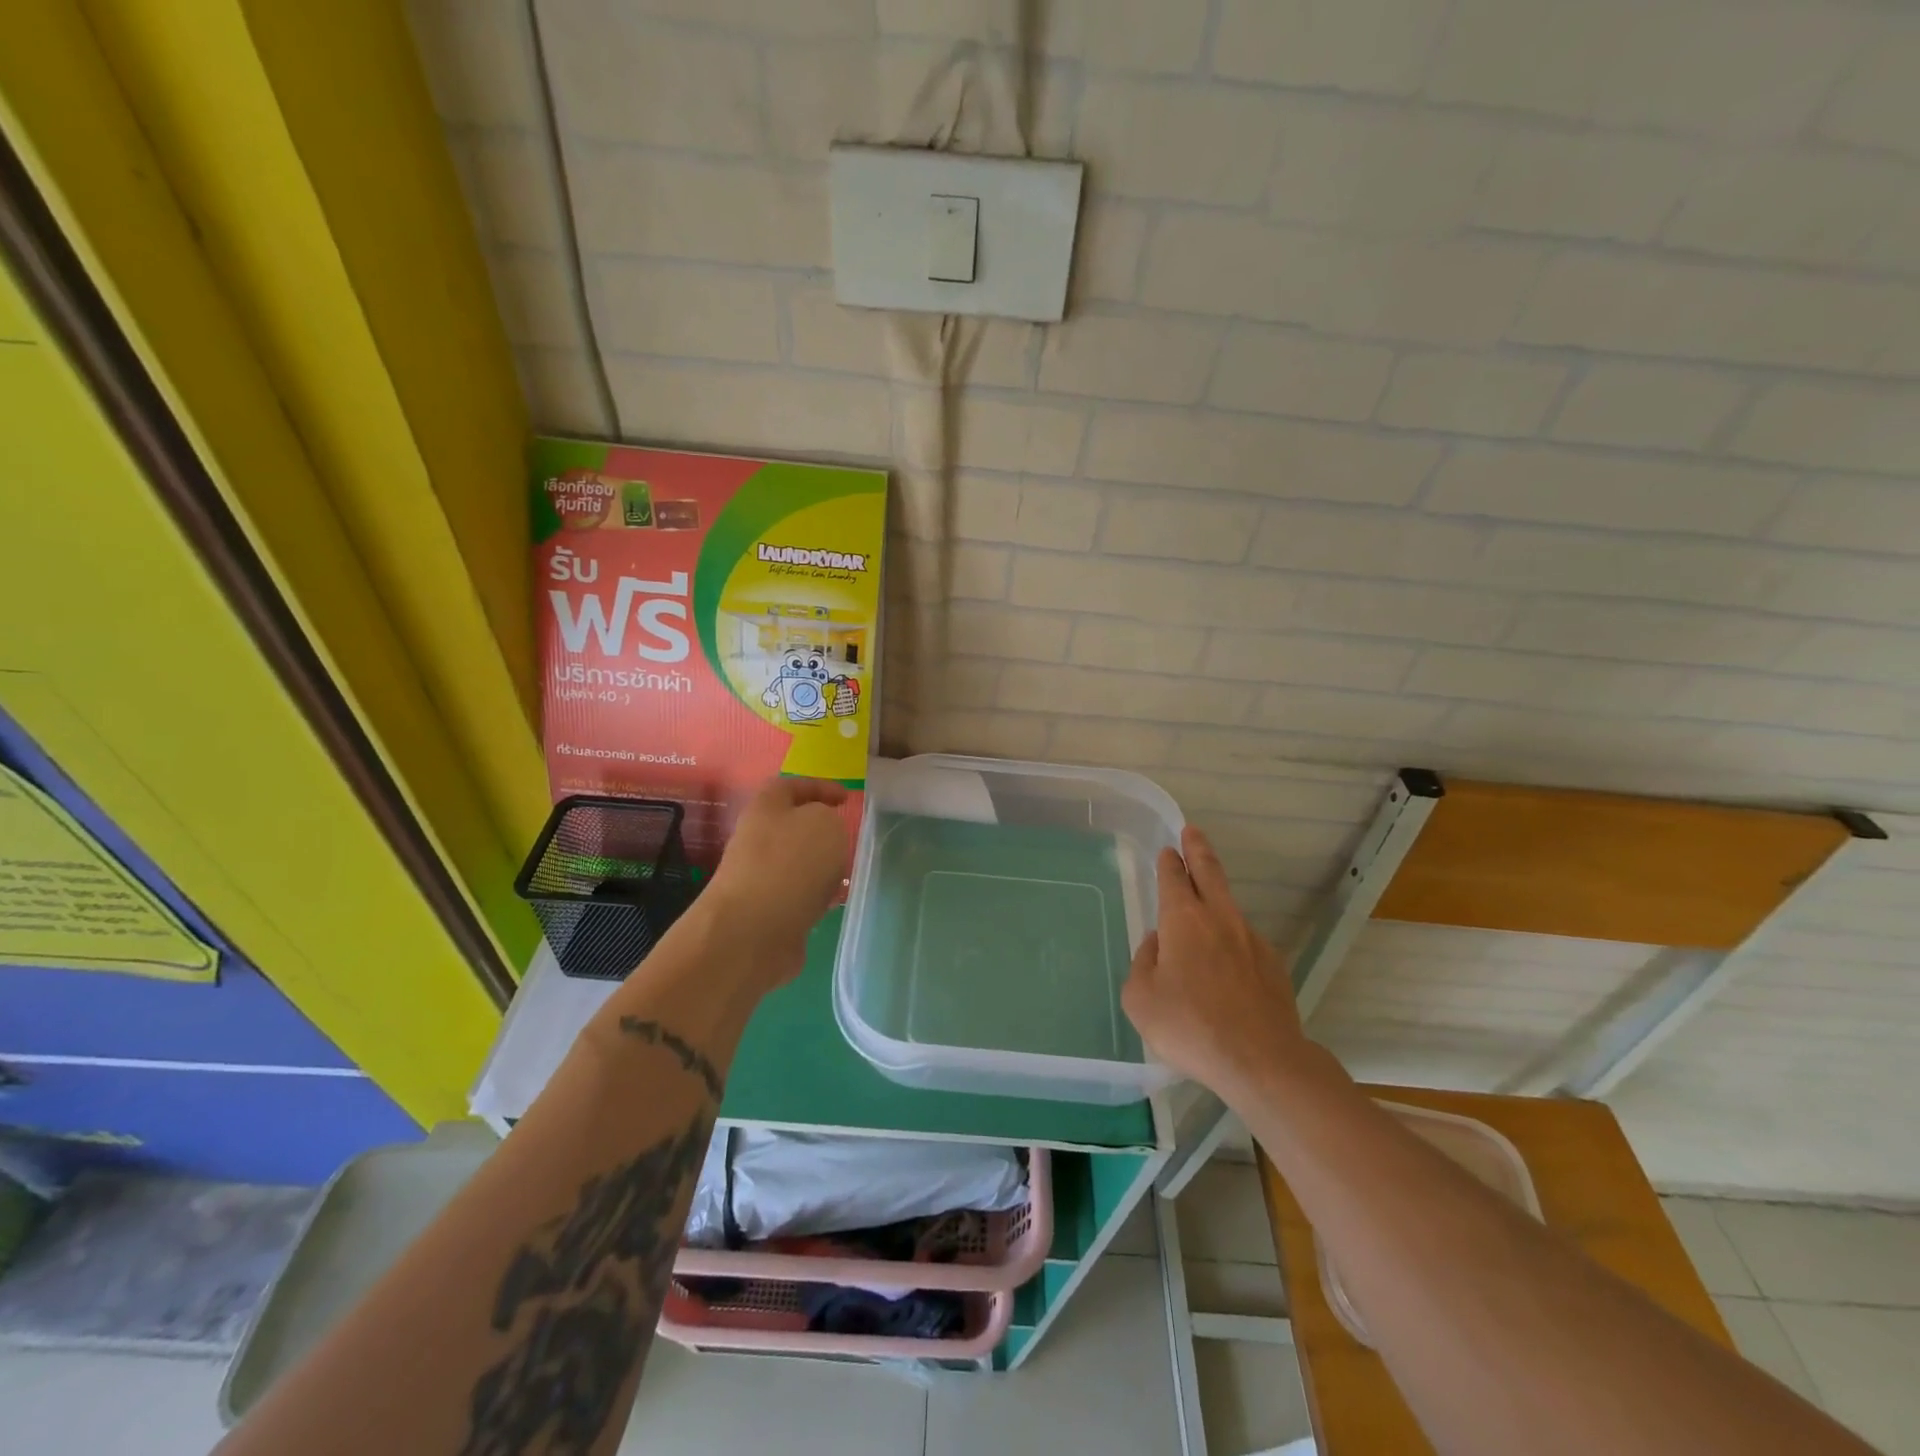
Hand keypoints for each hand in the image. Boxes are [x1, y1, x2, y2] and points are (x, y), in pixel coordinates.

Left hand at [699, 775, 849, 987]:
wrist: (753, 931)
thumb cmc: (791, 864)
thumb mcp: (825, 823)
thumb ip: (829, 818)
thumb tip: (821, 834)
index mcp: (766, 807)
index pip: (792, 785)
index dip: (820, 786)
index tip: (846, 798)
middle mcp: (756, 838)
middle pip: (792, 825)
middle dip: (821, 830)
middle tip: (848, 838)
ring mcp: (757, 876)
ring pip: (796, 861)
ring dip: (820, 865)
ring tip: (846, 873)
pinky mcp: (764, 910)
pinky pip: (796, 894)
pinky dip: (814, 895)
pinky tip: (831, 904)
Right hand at [1121, 826, 1305, 1095]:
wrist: (1261, 1061)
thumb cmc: (1189, 1026)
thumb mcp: (1141, 998)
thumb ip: (1143, 963)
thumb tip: (1158, 945)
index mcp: (1183, 921)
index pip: (1174, 879)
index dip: (1169, 862)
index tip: (1168, 850)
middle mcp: (1220, 920)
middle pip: (1210, 873)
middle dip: (1199, 850)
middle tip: (1193, 832)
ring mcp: (1252, 941)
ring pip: (1229, 907)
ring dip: (1215, 896)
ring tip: (1205, 903)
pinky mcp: (1273, 966)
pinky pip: (1244, 942)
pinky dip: (1231, 941)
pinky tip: (1225, 965)